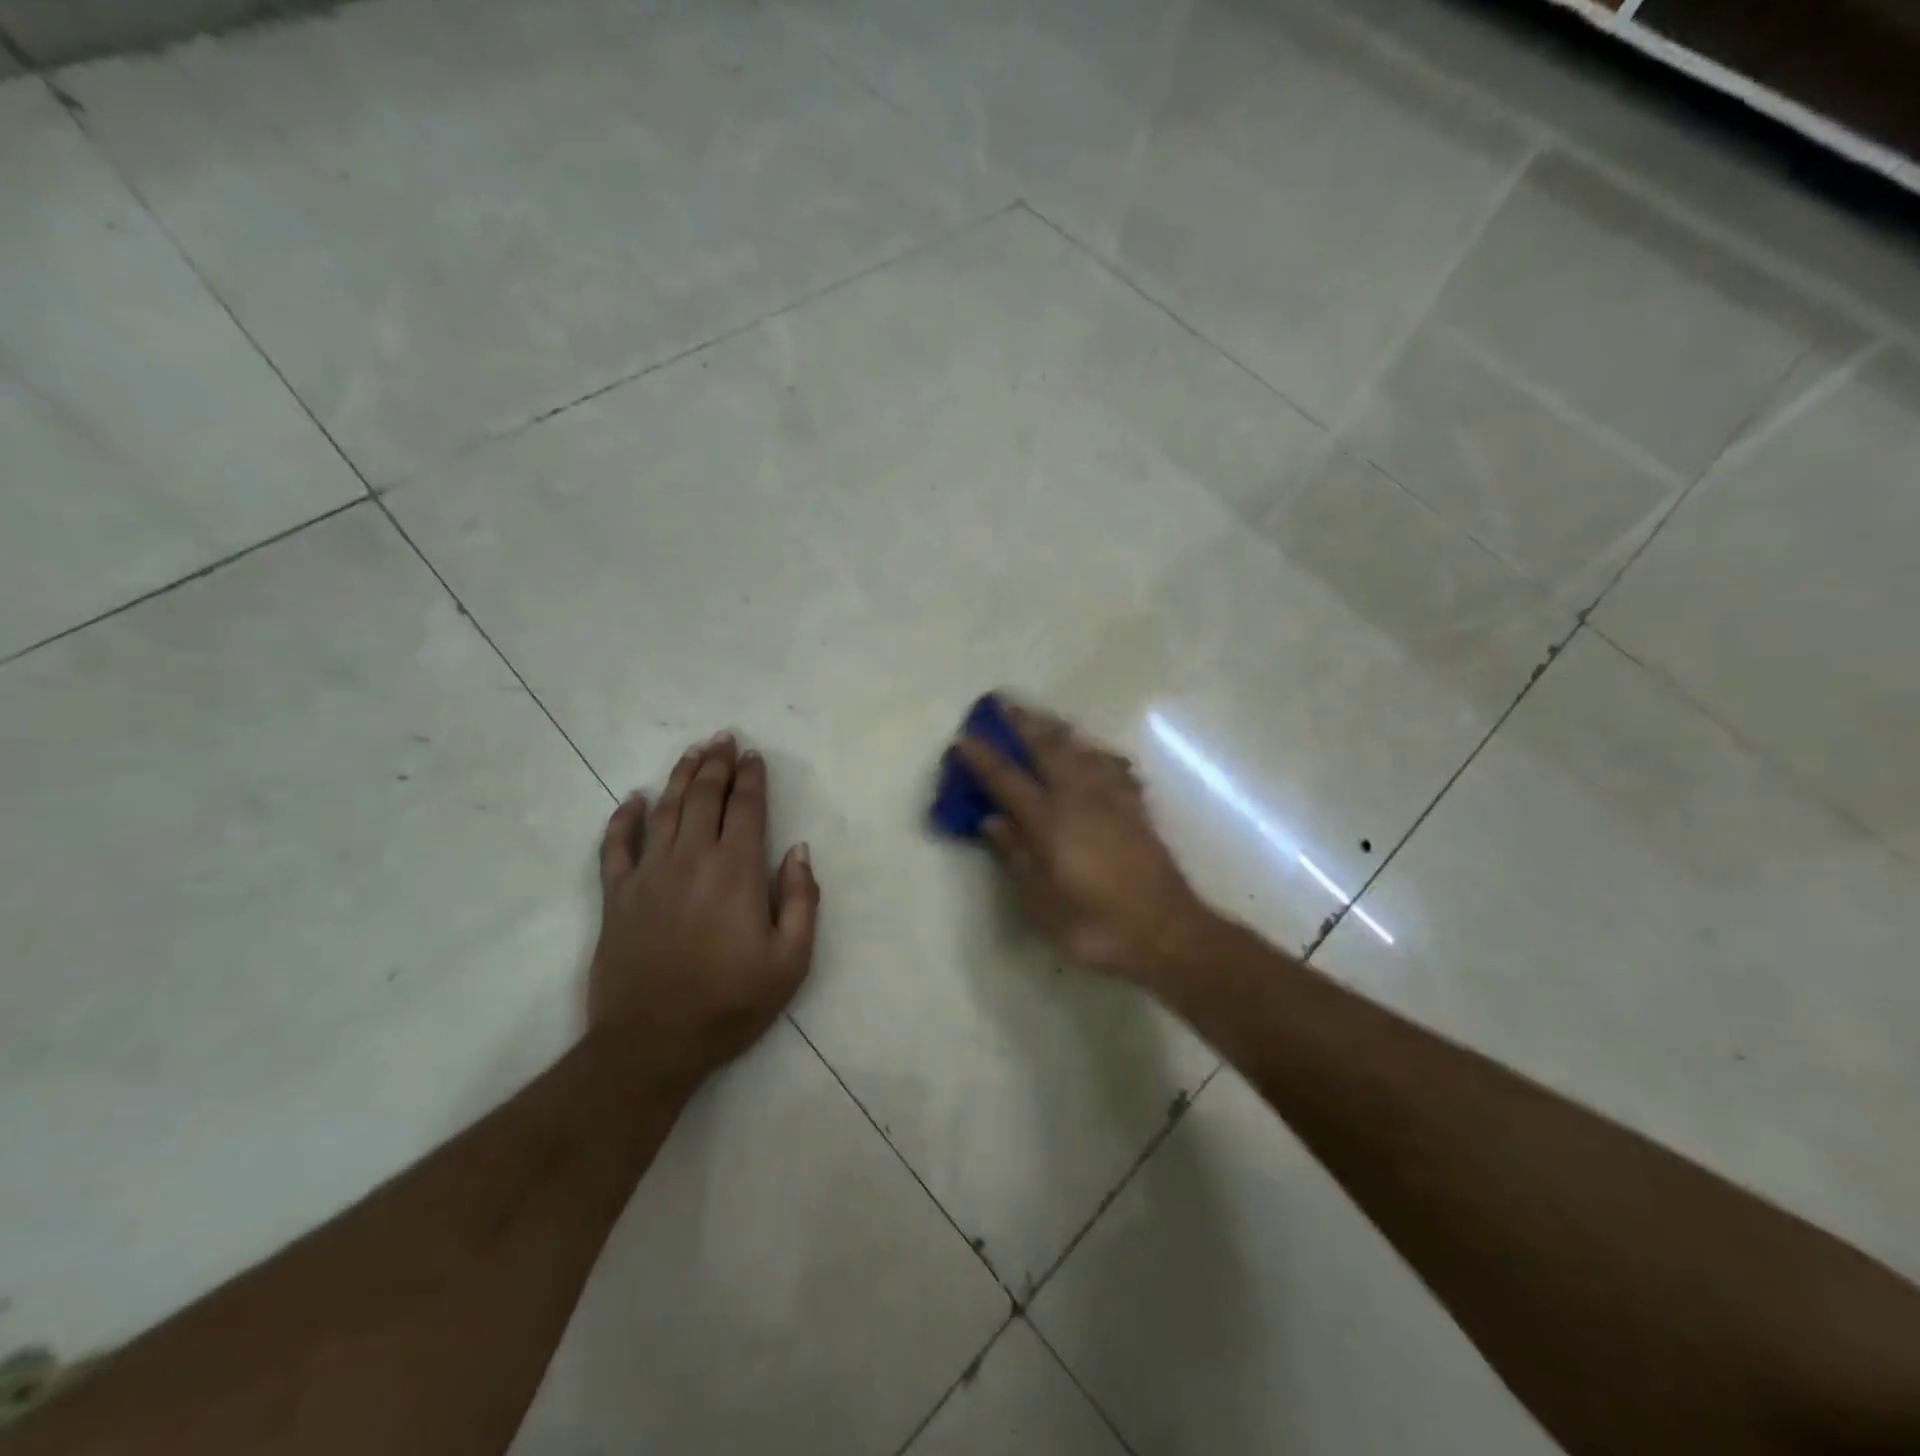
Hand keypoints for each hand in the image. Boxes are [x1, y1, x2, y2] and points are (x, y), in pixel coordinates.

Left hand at [590, 732, 819, 1095]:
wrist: (652, 1043)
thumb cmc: (730, 1003)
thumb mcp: (791, 961)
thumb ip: (803, 900)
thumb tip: (799, 850)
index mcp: (736, 871)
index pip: (746, 808)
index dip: (751, 778)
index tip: (754, 757)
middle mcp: (691, 859)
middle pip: (704, 797)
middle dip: (717, 764)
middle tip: (724, 739)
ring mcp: (648, 874)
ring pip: (665, 810)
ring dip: (680, 777)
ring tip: (693, 752)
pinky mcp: (617, 896)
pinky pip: (615, 846)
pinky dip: (623, 818)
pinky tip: (633, 799)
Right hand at [956, 702, 1211, 988]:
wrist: (1165, 930)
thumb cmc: (1094, 924)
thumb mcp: (1040, 902)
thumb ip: (1015, 855)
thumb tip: (991, 820)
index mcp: (1049, 820)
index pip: (1007, 779)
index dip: (983, 758)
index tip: (964, 738)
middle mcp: (1079, 797)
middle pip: (1048, 748)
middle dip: (1024, 723)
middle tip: (1005, 704)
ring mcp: (1112, 798)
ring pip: (1081, 749)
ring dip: (1058, 730)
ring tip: (1045, 720)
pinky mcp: (1136, 807)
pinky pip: (1113, 766)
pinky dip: (1097, 753)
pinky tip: (1096, 754)